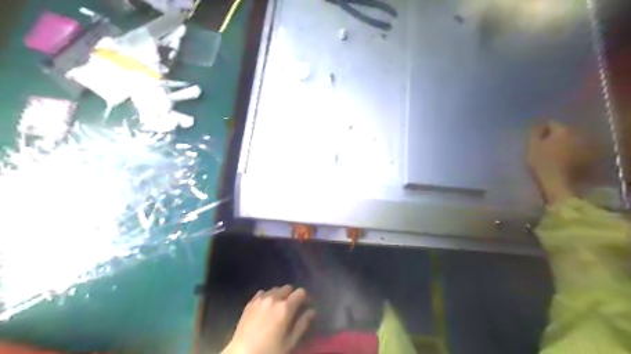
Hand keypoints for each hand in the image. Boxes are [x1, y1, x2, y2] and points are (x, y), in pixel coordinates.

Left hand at [223, 285, 317, 353]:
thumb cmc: (270, 350)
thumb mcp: (290, 342)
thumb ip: (302, 324)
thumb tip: (312, 311)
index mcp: (285, 307)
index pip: (301, 292)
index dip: (305, 297)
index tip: (305, 305)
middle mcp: (274, 298)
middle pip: (287, 287)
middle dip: (292, 295)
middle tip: (291, 307)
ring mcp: (260, 299)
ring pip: (275, 289)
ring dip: (279, 295)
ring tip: (278, 307)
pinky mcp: (250, 302)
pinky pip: (262, 293)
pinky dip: (267, 296)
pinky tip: (266, 306)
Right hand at [526, 122, 583, 204]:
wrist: (558, 182)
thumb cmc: (542, 163)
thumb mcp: (532, 147)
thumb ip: (535, 134)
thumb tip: (538, 126)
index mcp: (562, 131)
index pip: (552, 123)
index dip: (543, 130)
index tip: (536, 138)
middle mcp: (577, 135)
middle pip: (564, 131)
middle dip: (555, 136)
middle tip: (545, 145)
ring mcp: (585, 146)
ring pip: (571, 140)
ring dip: (564, 144)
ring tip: (554, 153)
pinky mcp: (588, 157)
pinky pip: (577, 150)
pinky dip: (570, 152)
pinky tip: (563, 159)